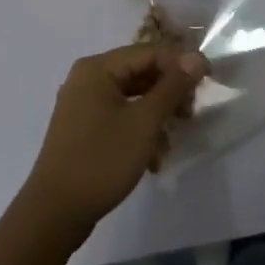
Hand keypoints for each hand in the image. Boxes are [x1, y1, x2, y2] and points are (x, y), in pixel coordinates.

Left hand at [20, 44, 206, 241]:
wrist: (55, 213)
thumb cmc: (101, 160)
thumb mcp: (144, 122)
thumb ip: (172, 87)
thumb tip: (196, 57)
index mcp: (98, 68)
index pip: (149, 52)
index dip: (181, 63)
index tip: (209, 80)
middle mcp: (87, 78)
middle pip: (140, 73)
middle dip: (169, 92)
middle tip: (191, 114)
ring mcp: (82, 104)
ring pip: (132, 97)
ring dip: (156, 114)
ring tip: (173, 139)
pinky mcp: (83, 128)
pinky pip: (120, 116)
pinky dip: (139, 129)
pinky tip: (153, 156)